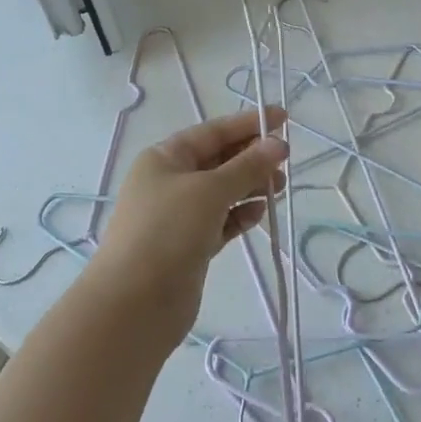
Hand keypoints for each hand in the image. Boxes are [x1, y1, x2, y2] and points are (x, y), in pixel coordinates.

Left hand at [92, 107, 288, 343]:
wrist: (134, 303)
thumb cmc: (168, 231)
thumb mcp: (210, 190)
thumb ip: (247, 167)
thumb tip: (277, 144)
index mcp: (165, 158)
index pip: (212, 132)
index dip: (248, 123)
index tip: (283, 118)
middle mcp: (170, 182)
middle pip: (219, 160)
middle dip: (252, 157)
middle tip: (286, 159)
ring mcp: (179, 216)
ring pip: (223, 192)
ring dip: (251, 187)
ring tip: (280, 187)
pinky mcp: (190, 246)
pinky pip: (222, 221)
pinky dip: (241, 215)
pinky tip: (260, 214)